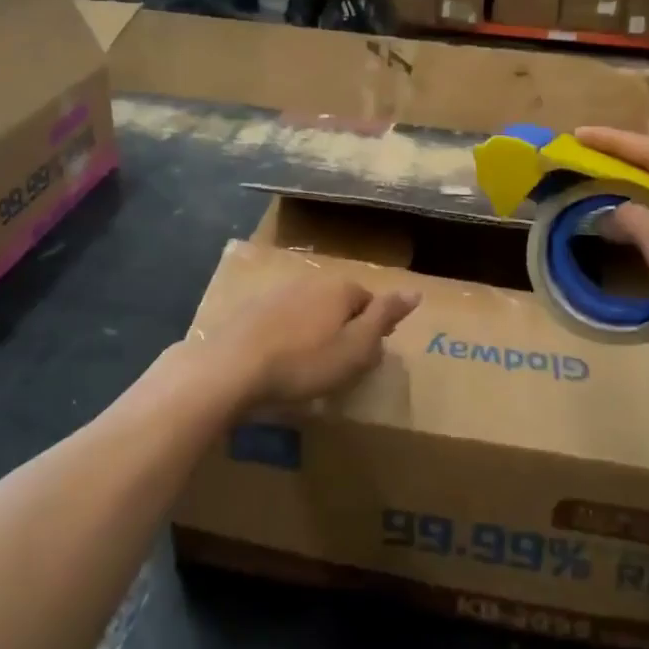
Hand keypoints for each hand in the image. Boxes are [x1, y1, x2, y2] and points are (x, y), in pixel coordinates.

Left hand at [188, 276, 420, 410]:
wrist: (233, 367)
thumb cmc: (304, 363)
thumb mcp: (356, 347)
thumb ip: (385, 317)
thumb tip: (415, 291)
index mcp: (341, 288)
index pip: (370, 302)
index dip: (373, 331)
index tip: (365, 359)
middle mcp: (312, 281)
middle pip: (340, 304)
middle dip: (344, 329)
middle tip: (339, 366)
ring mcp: (279, 291)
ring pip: (311, 311)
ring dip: (315, 333)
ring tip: (309, 367)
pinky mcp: (253, 308)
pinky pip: (283, 321)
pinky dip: (288, 337)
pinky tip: (280, 361)